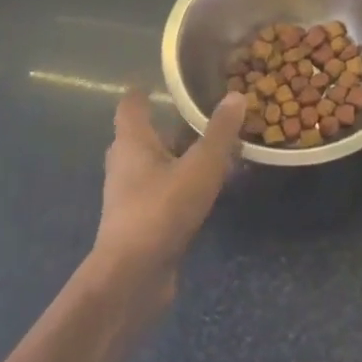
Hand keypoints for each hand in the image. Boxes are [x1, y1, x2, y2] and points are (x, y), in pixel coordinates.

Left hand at [93, 90, 244, 308]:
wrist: (131, 277)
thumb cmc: (161, 210)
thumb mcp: (200, 167)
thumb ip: (219, 132)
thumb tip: (236, 95)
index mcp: (132, 142)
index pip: (131, 106)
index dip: (144, 93)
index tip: (165, 83)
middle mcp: (124, 164)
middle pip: (142, 136)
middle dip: (169, 125)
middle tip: (201, 115)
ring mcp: (129, 196)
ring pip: (154, 166)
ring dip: (178, 157)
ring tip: (213, 151)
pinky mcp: (140, 223)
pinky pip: (161, 192)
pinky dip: (181, 184)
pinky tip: (207, 189)